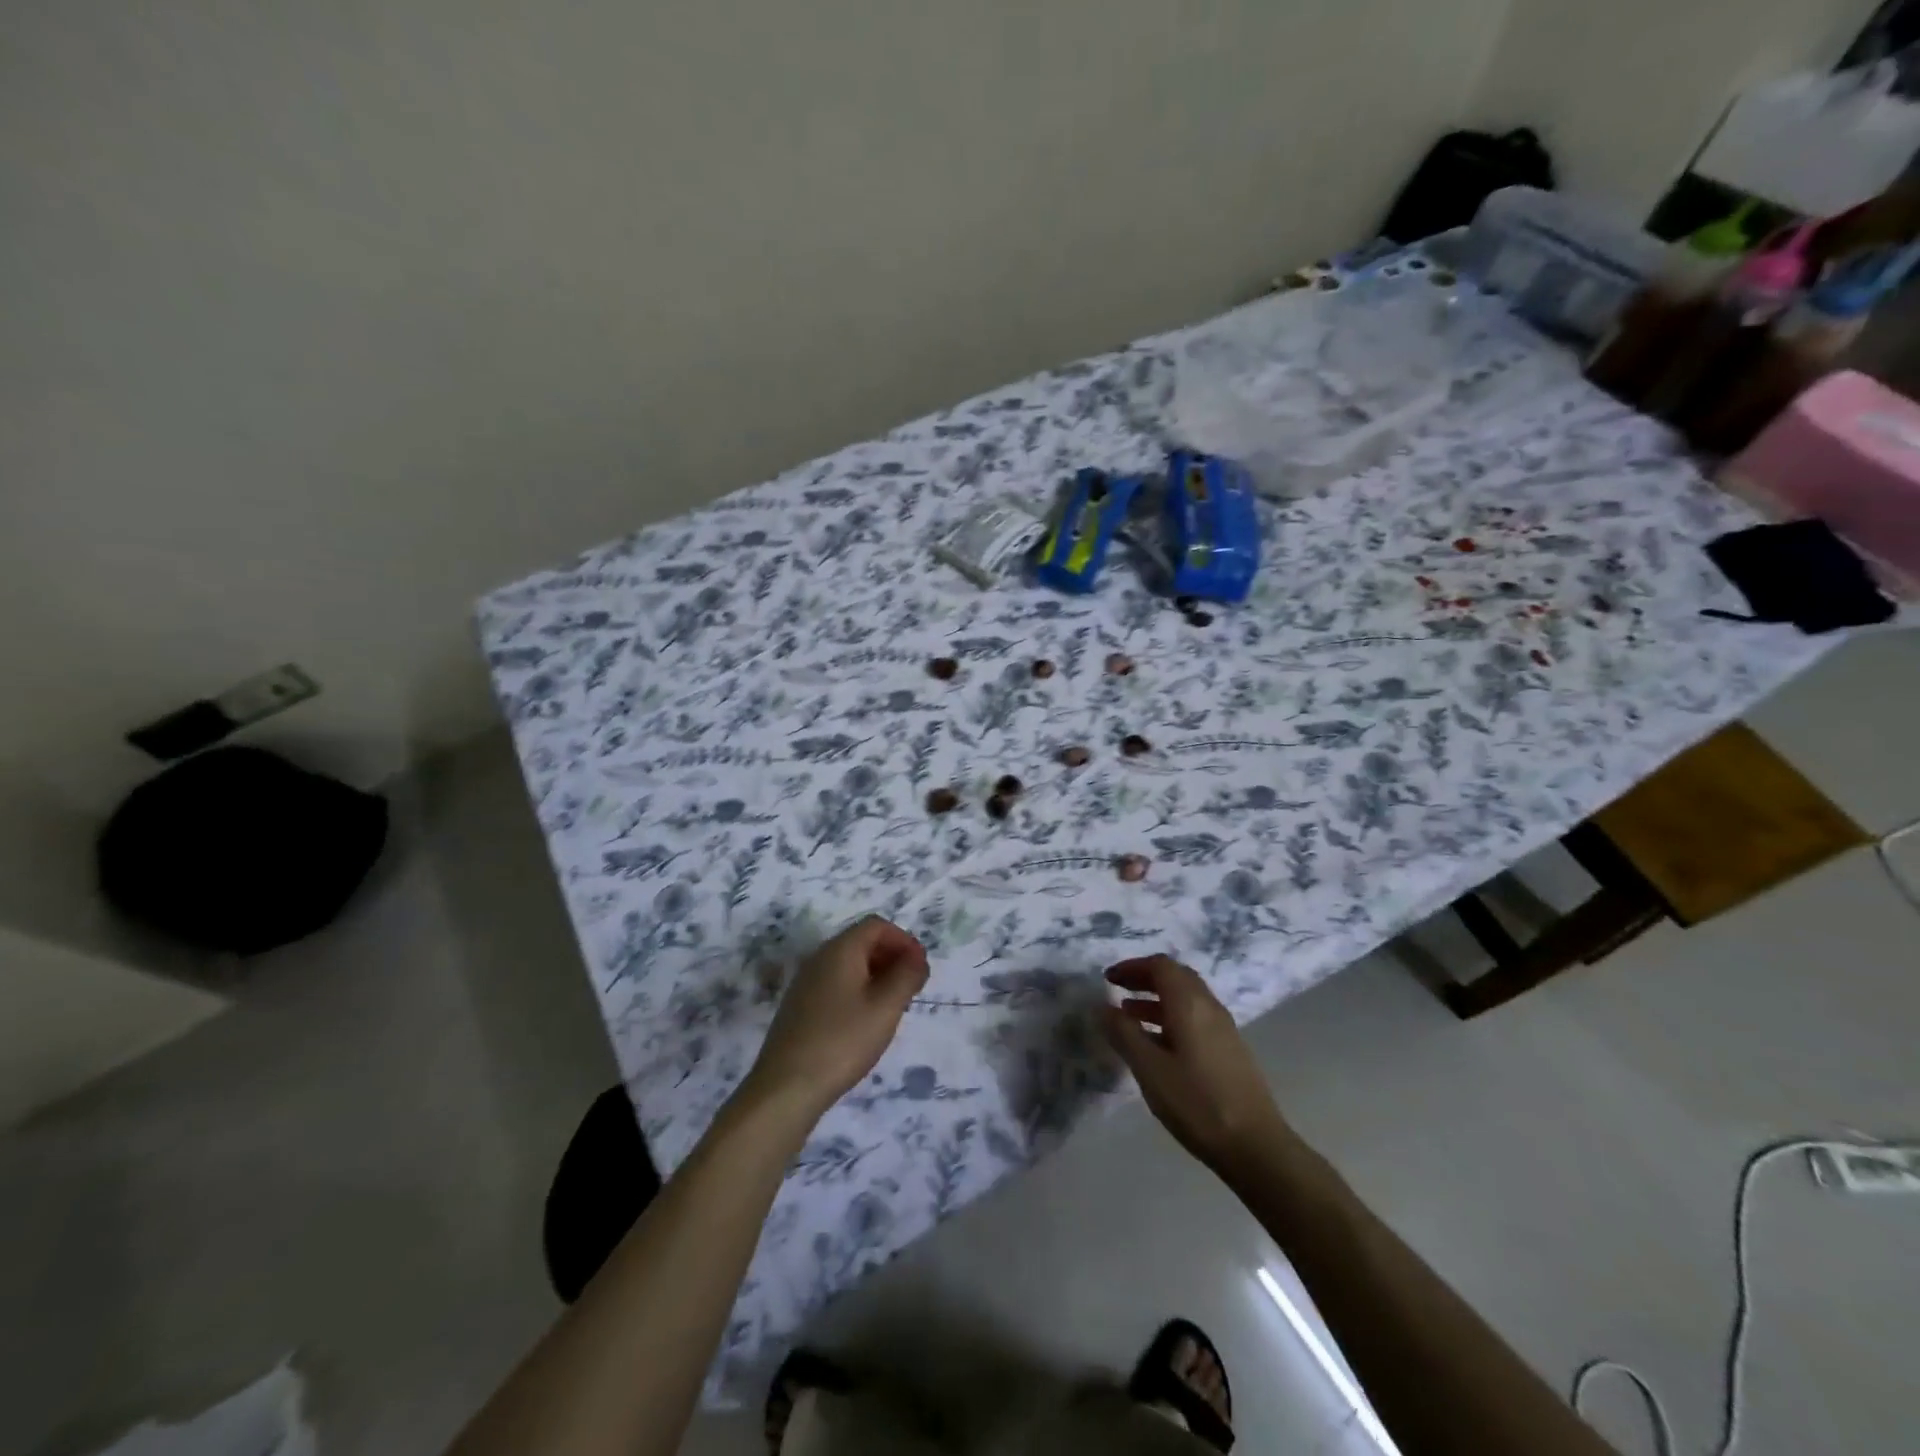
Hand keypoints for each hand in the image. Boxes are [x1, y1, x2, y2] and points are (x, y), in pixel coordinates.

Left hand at [744, 917, 929, 1120]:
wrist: (786, 1087)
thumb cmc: (842, 1041)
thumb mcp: (886, 1007)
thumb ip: (907, 975)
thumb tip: (917, 957)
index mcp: (840, 950)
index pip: (876, 925)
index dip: (903, 940)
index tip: (920, 967)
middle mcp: (819, 958)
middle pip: (861, 942)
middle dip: (891, 957)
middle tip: (912, 987)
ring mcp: (805, 983)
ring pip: (848, 965)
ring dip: (876, 976)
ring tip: (893, 1006)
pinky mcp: (799, 1007)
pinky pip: (835, 985)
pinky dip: (858, 991)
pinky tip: (865, 1022)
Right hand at [1103, 955, 1290, 1177]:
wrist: (1256, 1147)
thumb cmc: (1197, 1103)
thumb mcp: (1150, 1069)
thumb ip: (1123, 1033)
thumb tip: (1101, 1006)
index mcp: (1190, 1004)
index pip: (1160, 965)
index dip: (1132, 967)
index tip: (1108, 978)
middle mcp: (1209, 1007)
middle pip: (1176, 976)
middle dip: (1144, 978)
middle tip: (1117, 990)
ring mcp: (1224, 1028)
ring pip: (1186, 998)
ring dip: (1157, 998)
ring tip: (1129, 1015)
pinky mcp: (1230, 1049)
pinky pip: (1195, 1017)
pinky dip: (1171, 1017)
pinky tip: (1158, 1044)